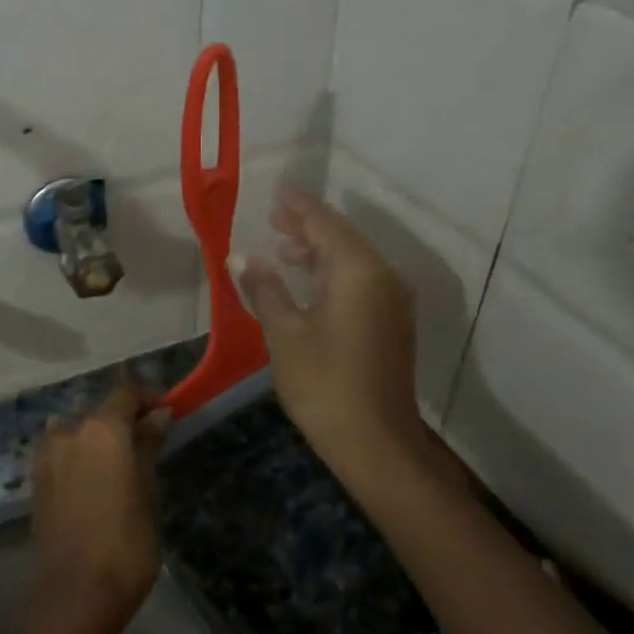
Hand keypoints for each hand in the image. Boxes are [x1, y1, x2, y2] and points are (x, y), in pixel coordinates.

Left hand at [31, 383, 167, 625]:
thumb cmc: (127, 540)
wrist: (77, 592)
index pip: (127, 394)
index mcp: (101, 428)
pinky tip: (96, 479)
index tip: (168, 410)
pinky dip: (81, 456)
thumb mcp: (148, 489)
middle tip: (149, 441)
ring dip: (99, 438)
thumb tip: (159, 415)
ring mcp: (48, 456)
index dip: (149, 397)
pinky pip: (63, 454)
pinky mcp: (37, 481)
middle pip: (101, 412)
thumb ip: (149, 445)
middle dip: (125, 420)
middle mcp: (69, 431)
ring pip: (79, 432)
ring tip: (121, 463)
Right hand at [233, 185, 429, 480]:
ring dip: (320, 251)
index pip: (324, 224)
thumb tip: (241, 256)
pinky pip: (361, 281)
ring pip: (353, 260)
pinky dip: (334, 272)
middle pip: (343, 238)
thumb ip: (264, 288)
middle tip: (273, 218)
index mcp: (357, 271)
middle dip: (308, 227)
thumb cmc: (324, 383)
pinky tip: (308, 283)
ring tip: (283, 250)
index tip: (278, 192)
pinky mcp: (392, 323)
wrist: (376, 442)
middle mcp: (383, 277)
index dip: (299, 206)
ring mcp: (392, 301)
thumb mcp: (284, 333)